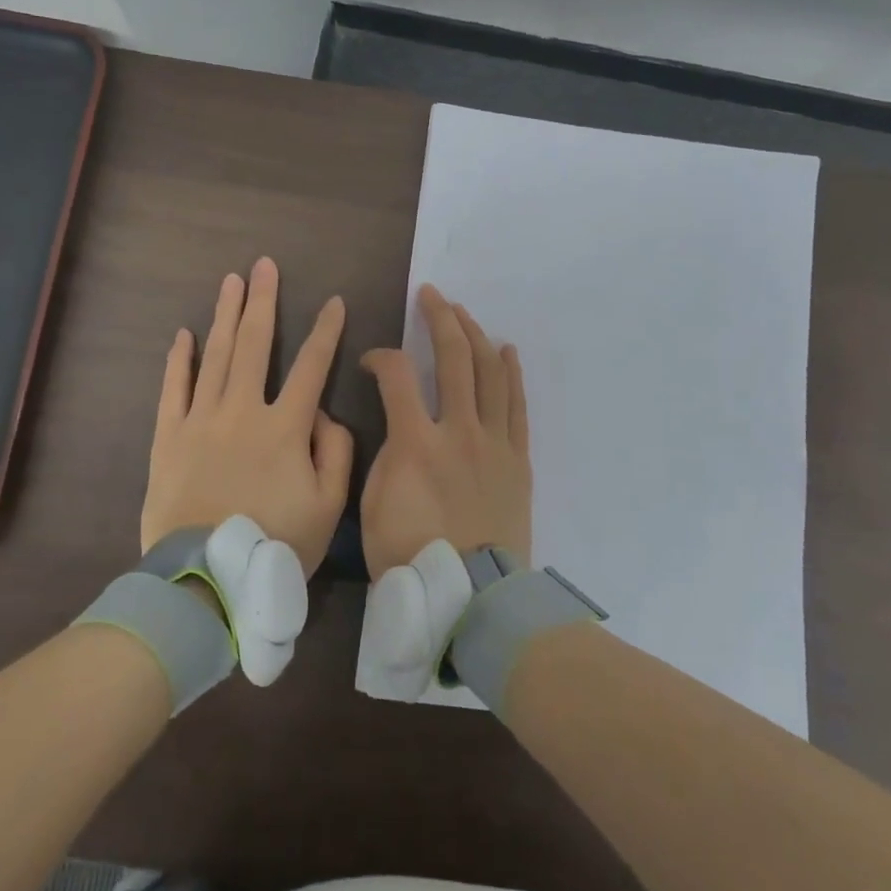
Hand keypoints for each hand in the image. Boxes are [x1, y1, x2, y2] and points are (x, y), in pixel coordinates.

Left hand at [141, 257, 353, 577]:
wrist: (206, 578)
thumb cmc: (275, 544)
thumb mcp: (327, 507)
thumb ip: (336, 454)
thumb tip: (324, 415)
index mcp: (285, 427)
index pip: (311, 367)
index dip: (326, 332)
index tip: (334, 302)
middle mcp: (242, 411)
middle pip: (254, 345)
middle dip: (262, 301)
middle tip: (264, 266)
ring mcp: (200, 420)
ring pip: (214, 356)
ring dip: (224, 315)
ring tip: (230, 281)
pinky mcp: (168, 437)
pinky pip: (173, 389)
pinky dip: (179, 360)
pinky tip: (183, 334)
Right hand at [359, 284, 531, 576]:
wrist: (471, 595)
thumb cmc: (410, 555)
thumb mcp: (373, 505)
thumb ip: (385, 455)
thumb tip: (398, 430)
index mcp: (416, 440)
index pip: (397, 374)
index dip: (380, 357)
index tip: (372, 363)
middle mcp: (459, 429)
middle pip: (453, 358)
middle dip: (440, 319)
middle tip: (432, 295)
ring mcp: (494, 442)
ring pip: (489, 373)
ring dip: (476, 337)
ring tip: (464, 313)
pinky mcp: (518, 458)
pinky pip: (516, 406)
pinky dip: (511, 374)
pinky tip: (506, 351)